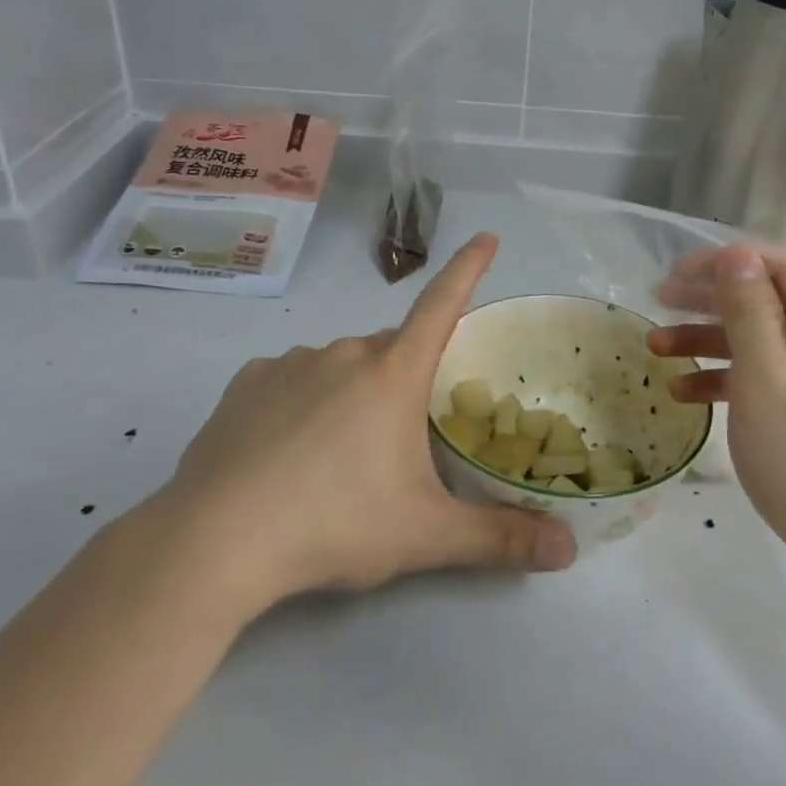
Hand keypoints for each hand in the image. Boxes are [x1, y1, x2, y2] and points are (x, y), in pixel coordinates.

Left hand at [156, 233, 575, 605]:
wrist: (215, 542)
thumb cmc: (334, 525)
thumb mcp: (424, 535)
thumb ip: (499, 538)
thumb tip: (570, 550)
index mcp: (392, 374)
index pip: (442, 305)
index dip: (468, 269)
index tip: (486, 236)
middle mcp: (344, 353)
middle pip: (391, 351)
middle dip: (404, 380)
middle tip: (398, 442)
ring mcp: (289, 363)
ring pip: (340, 366)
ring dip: (352, 392)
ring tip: (336, 458)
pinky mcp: (246, 383)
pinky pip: (291, 379)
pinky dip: (303, 400)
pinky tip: (286, 449)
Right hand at [648, 246, 785, 587]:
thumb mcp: (765, 381)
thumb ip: (748, 311)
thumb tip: (735, 255)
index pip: (780, 266)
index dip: (722, 264)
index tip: (671, 274)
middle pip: (770, 300)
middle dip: (710, 301)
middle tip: (658, 301)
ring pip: (766, 339)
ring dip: (711, 341)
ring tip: (656, 347)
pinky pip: (775, 375)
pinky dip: (733, 378)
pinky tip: (684, 391)